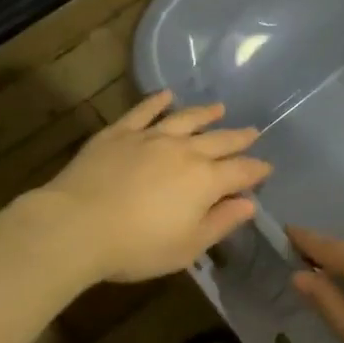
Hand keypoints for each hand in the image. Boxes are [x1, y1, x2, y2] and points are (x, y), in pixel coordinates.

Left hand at [35, 91, 270, 283]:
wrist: (77, 225)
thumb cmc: (137, 246)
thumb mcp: (187, 247)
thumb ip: (221, 223)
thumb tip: (249, 204)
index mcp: (205, 180)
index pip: (240, 171)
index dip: (256, 170)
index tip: (267, 168)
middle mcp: (184, 151)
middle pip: (219, 140)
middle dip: (238, 137)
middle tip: (253, 131)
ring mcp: (151, 137)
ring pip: (186, 119)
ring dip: (205, 113)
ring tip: (219, 107)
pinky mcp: (120, 132)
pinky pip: (144, 111)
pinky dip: (157, 101)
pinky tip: (166, 95)